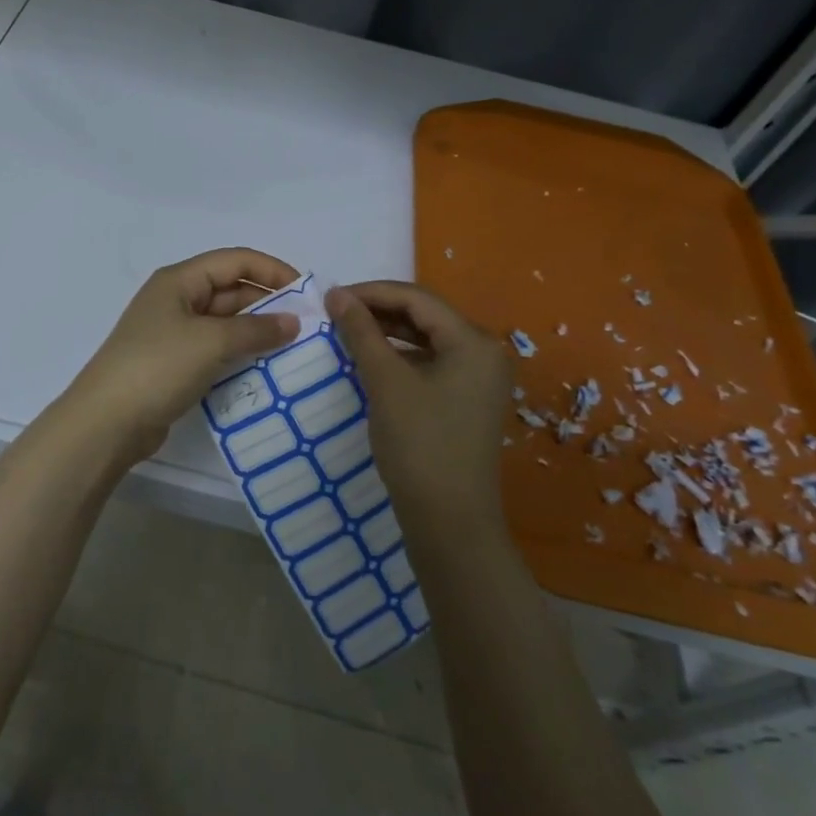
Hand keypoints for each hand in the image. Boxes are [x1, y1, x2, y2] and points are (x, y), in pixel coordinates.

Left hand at [57, 249, 302, 475]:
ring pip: (226, 322)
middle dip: (269, 303)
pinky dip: (241, 354)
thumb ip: (256, 329)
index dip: (272, 270)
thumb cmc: (158, 367)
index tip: (307, 292)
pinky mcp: (175, 364)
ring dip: (257, 331)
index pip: (234, 261)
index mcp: (179, 280)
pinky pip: (216, 349)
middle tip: (308, 325)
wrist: (107, 422)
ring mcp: (174, 334)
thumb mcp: (211, 342)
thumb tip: (294, 322)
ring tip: (295, 348)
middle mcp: (177, 300)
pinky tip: (266, 368)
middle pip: (231, 290)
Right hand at [326, 281, 511, 530]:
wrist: (449, 522)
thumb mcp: (386, 382)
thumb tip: (336, 294)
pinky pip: (431, 363)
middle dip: (379, 311)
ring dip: (388, 333)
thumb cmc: (420, 444)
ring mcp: (479, 378)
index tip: (331, 297)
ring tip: (348, 333)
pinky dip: (400, 357)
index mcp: (474, 341)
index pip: (416, 298)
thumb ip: (361, 332)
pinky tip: (372, 361)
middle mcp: (484, 352)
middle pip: (425, 315)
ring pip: (427, 339)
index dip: (371, 292)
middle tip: (336, 314)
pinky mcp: (467, 400)